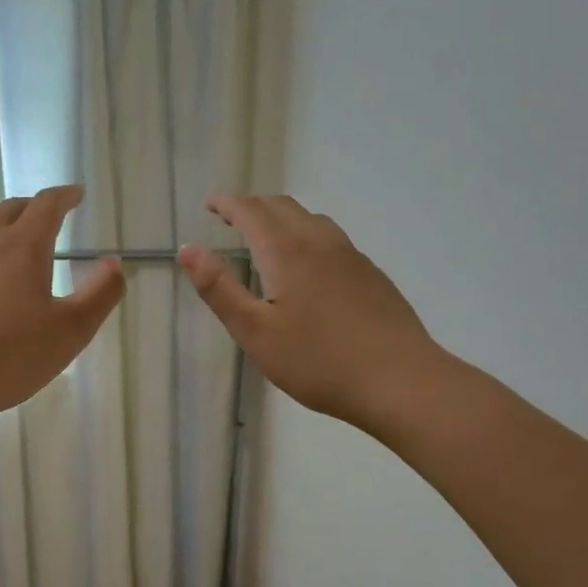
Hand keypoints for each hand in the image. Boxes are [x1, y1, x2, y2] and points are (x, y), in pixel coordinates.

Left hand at [0, 186, 126, 425]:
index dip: (65, 196)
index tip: (76, 194)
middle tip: (49, 217)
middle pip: (10, 211)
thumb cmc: (8, 357)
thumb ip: (100, 294)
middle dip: (34, 208)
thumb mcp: (70, 332)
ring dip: (4, 234)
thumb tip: (114, 263)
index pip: (46, 205)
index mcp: (22, 248)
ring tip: (17, 254)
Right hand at [180, 195, 451, 435]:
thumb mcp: (255, 332)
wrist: (400, 382)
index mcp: (288, 252)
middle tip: (231, 220)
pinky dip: (308, 237)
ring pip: (313, 220)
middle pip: (284, 207)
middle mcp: (322, 243)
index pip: (252, 211)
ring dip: (283, 219)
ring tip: (267, 238)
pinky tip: (309, 268)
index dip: (228, 204)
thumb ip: (219, 289)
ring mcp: (352, 257)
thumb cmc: (318, 362)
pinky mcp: (372, 276)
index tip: (210, 205)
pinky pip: (333, 240)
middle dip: (253, 207)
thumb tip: (187, 249)